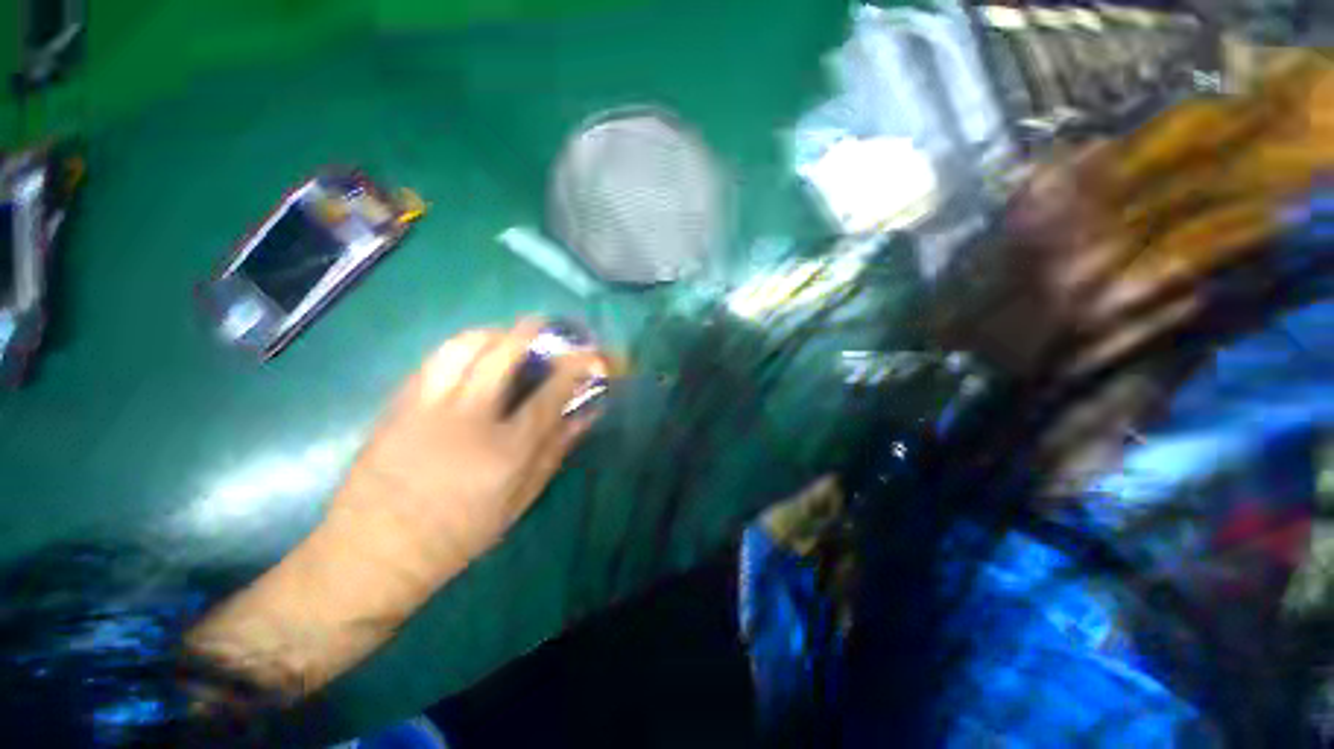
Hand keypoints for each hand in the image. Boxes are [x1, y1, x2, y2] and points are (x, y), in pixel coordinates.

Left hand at [335, 318, 608, 577]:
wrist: (374, 552)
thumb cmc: (459, 534)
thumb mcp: (520, 499)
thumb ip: (555, 450)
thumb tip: (586, 414)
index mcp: (505, 449)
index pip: (550, 392)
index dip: (574, 366)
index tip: (588, 353)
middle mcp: (468, 418)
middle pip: (502, 354)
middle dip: (530, 330)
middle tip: (544, 324)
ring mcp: (427, 406)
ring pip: (462, 345)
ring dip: (492, 332)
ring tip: (506, 336)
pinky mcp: (397, 404)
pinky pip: (434, 359)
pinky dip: (460, 347)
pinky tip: (470, 356)